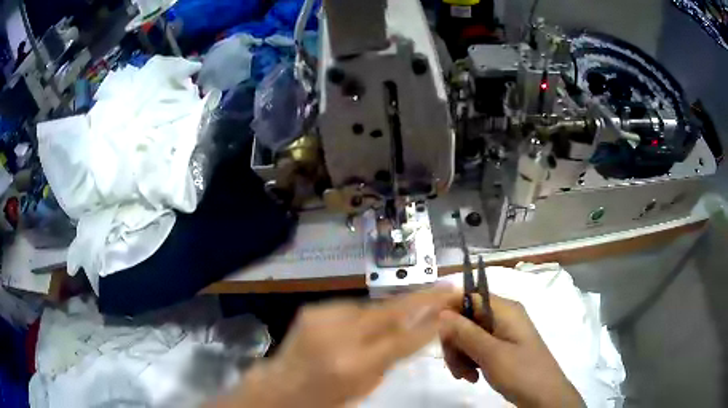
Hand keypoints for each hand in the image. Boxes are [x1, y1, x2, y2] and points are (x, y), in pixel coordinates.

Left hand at [210, 288, 459, 407]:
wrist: (281, 387)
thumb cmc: (327, 398)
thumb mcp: (365, 387)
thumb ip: (390, 359)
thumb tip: (413, 332)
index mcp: (354, 365)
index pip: (403, 339)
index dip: (430, 322)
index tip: (450, 305)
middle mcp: (339, 336)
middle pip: (390, 311)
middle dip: (421, 299)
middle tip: (445, 289)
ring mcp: (323, 318)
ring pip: (371, 307)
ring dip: (389, 311)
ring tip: (403, 313)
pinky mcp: (313, 308)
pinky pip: (350, 308)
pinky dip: (363, 315)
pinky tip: (361, 326)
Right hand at [439, 294, 583, 407]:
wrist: (544, 397)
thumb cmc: (521, 372)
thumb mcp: (491, 354)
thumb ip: (465, 332)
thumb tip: (441, 312)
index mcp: (505, 310)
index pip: (469, 296)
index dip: (449, 312)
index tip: (436, 335)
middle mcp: (503, 317)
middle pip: (466, 319)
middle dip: (455, 342)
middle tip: (454, 367)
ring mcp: (503, 333)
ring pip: (469, 336)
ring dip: (461, 355)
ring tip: (465, 376)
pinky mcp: (502, 348)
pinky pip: (477, 348)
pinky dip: (470, 361)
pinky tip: (472, 377)